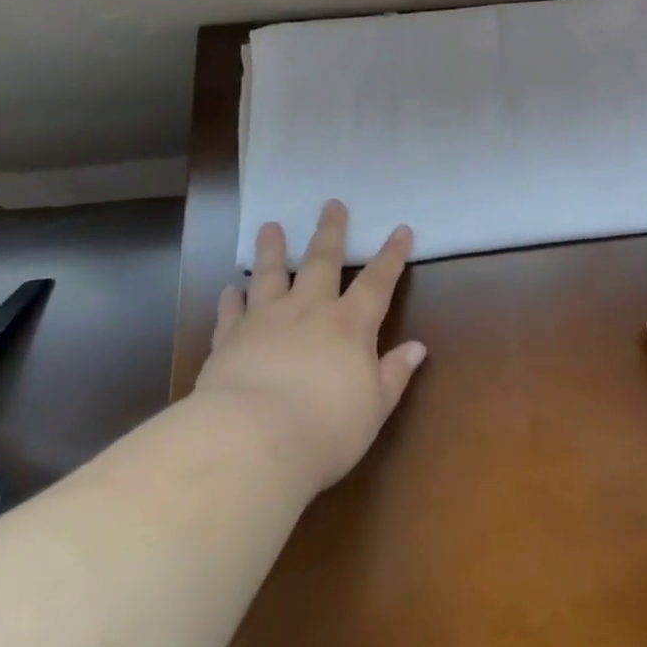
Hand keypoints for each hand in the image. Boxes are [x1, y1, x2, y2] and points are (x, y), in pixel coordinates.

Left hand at [194, 201, 425, 491]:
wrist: (252, 442)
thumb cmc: (325, 428)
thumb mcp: (374, 407)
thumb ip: (394, 373)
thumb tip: (417, 347)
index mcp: (350, 324)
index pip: (378, 281)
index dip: (391, 255)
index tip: (401, 229)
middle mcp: (309, 311)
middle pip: (321, 262)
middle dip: (330, 232)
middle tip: (331, 204)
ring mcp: (265, 322)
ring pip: (270, 275)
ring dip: (271, 250)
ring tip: (270, 227)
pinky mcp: (229, 341)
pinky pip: (232, 313)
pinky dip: (231, 300)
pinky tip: (229, 289)